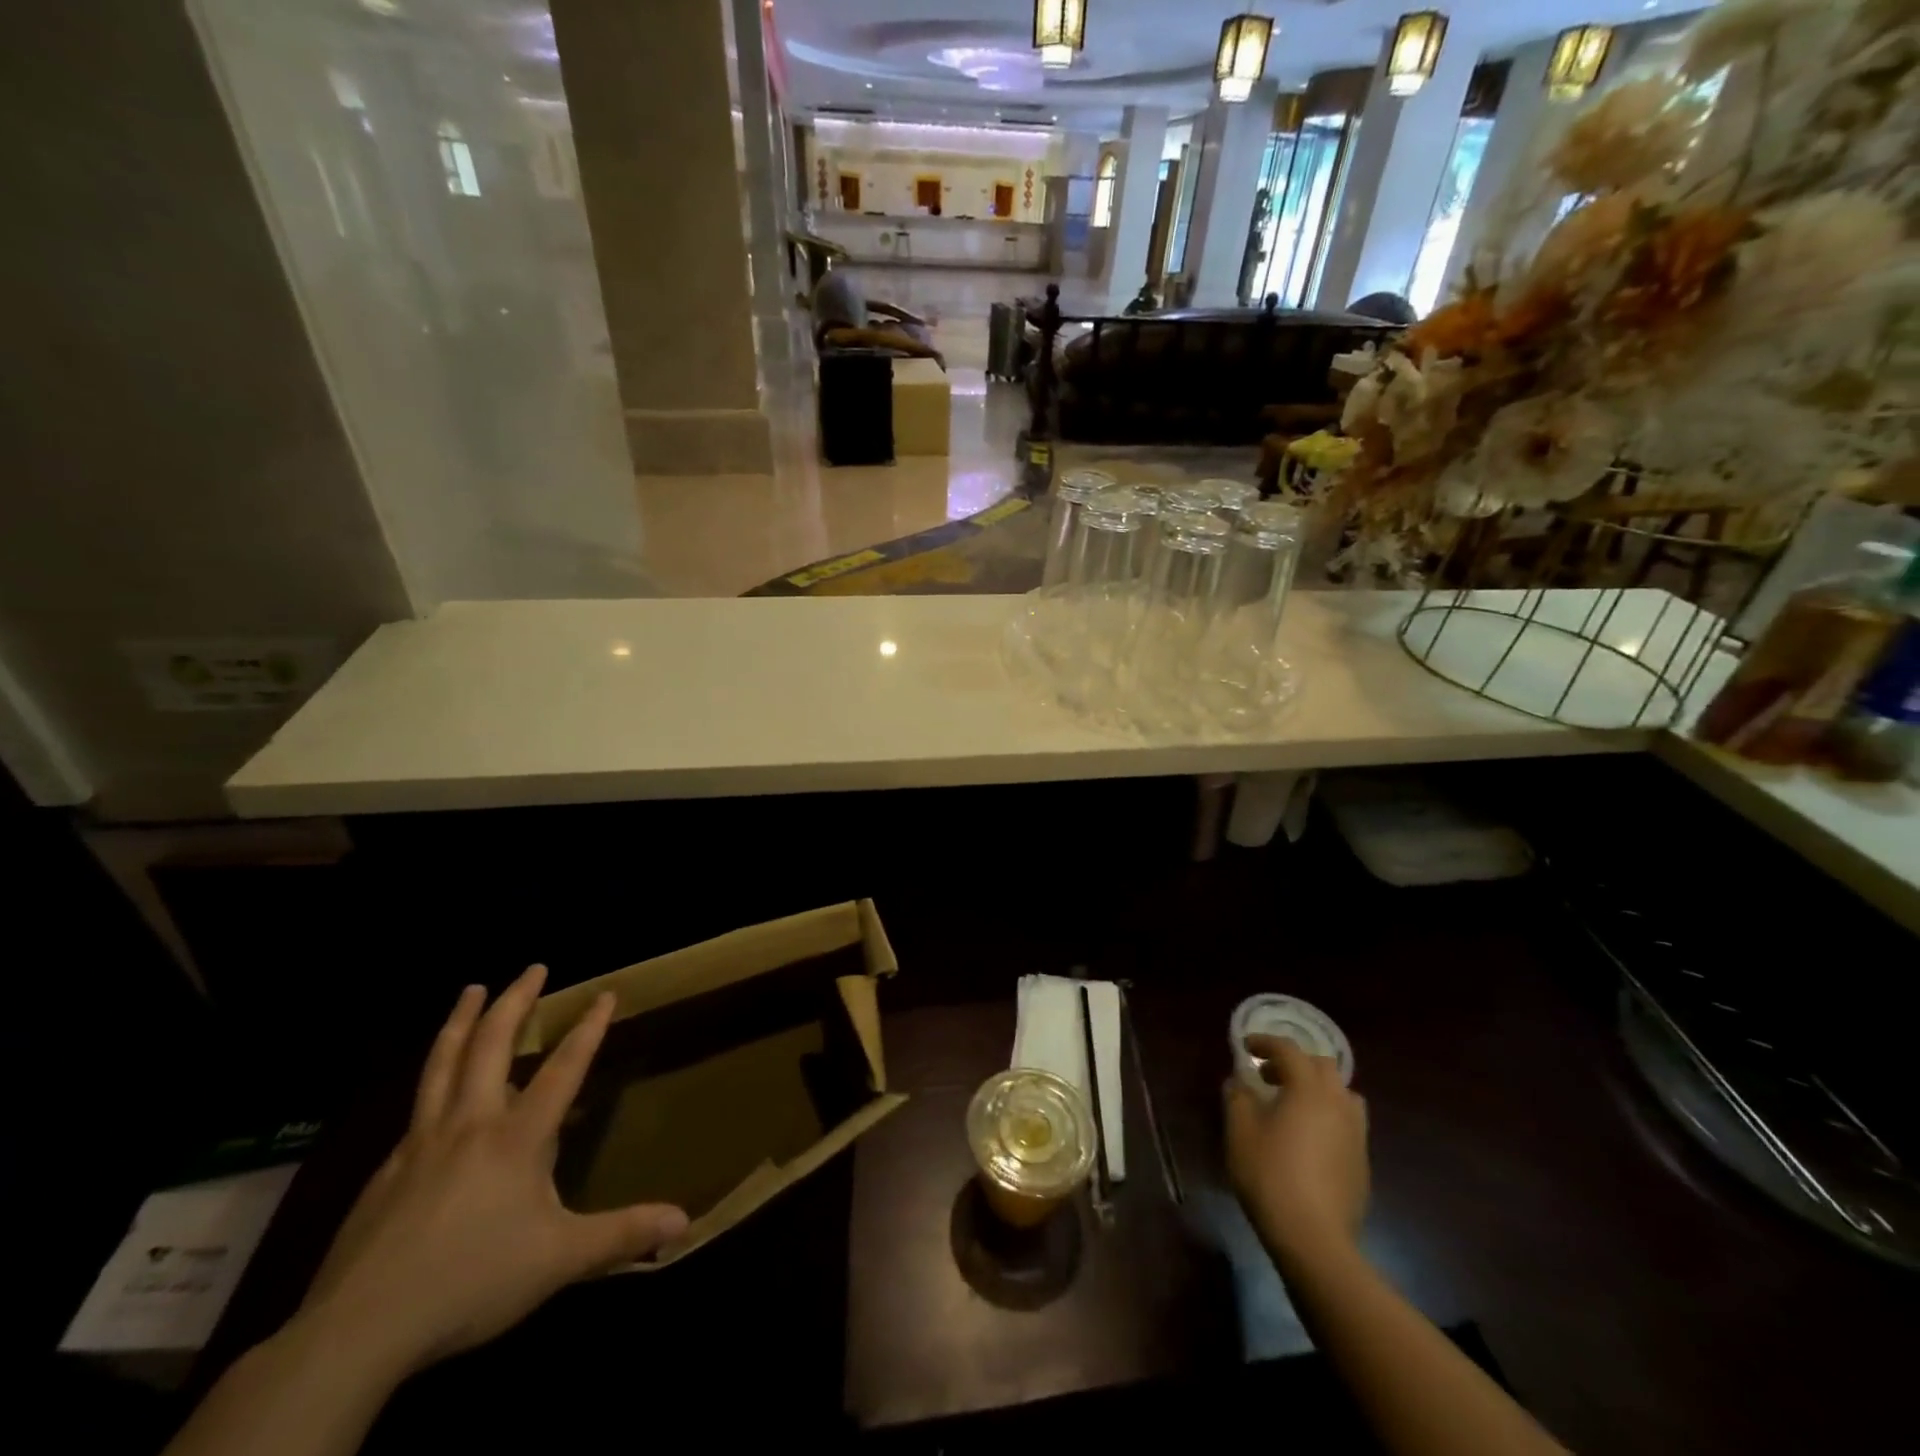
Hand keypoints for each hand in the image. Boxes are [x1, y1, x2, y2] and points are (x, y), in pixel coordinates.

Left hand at [297, 967, 687, 1375]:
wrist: (358, 1330)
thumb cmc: (471, 1282)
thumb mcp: (559, 1259)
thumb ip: (622, 1235)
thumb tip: (685, 1220)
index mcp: (516, 1138)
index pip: (563, 1068)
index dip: (588, 1029)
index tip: (605, 993)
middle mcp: (469, 1125)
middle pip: (491, 1046)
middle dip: (515, 1002)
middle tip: (533, 968)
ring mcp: (421, 1144)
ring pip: (442, 1065)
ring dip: (461, 1020)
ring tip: (472, 989)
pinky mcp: (385, 1172)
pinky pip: (416, 1108)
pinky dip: (433, 1079)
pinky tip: (434, 1090)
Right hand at [1224, 1035, 1368, 1263]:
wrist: (1314, 1239)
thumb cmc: (1270, 1175)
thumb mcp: (1240, 1131)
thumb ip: (1238, 1098)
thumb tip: (1240, 1082)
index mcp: (1308, 1089)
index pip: (1289, 1050)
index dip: (1266, 1043)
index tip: (1246, 1047)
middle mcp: (1338, 1104)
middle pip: (1322, 1066)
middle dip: (1294, 1063)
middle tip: (1268, 1075)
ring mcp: (1356, 1135)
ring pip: (1342, 1094)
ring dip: (1317, 1088)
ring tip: (1293, 1104)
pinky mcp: (1362, 1163)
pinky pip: (1347, 1123)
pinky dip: (1327, 1116)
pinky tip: (1307, 1139)